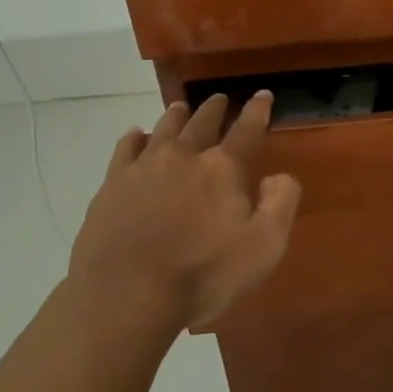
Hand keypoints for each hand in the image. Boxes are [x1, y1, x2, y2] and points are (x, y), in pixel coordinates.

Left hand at [70, 92, 301, 329]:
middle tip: (220, 99)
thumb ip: (280, 204)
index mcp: (223, 169)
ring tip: (180, 108)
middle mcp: (184, 156)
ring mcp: (144, 168)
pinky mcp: (112, 185)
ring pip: (163, 129)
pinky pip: (125, 149)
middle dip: (215, 108)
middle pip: (202, 122)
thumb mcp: (263, 248)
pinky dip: (134, 138)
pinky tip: (135, 136)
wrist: (124, 297)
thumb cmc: (202, 276)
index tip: (263, 95)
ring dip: (176, 116)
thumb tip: (278, 176)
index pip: (247, 129)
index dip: (258, 111)